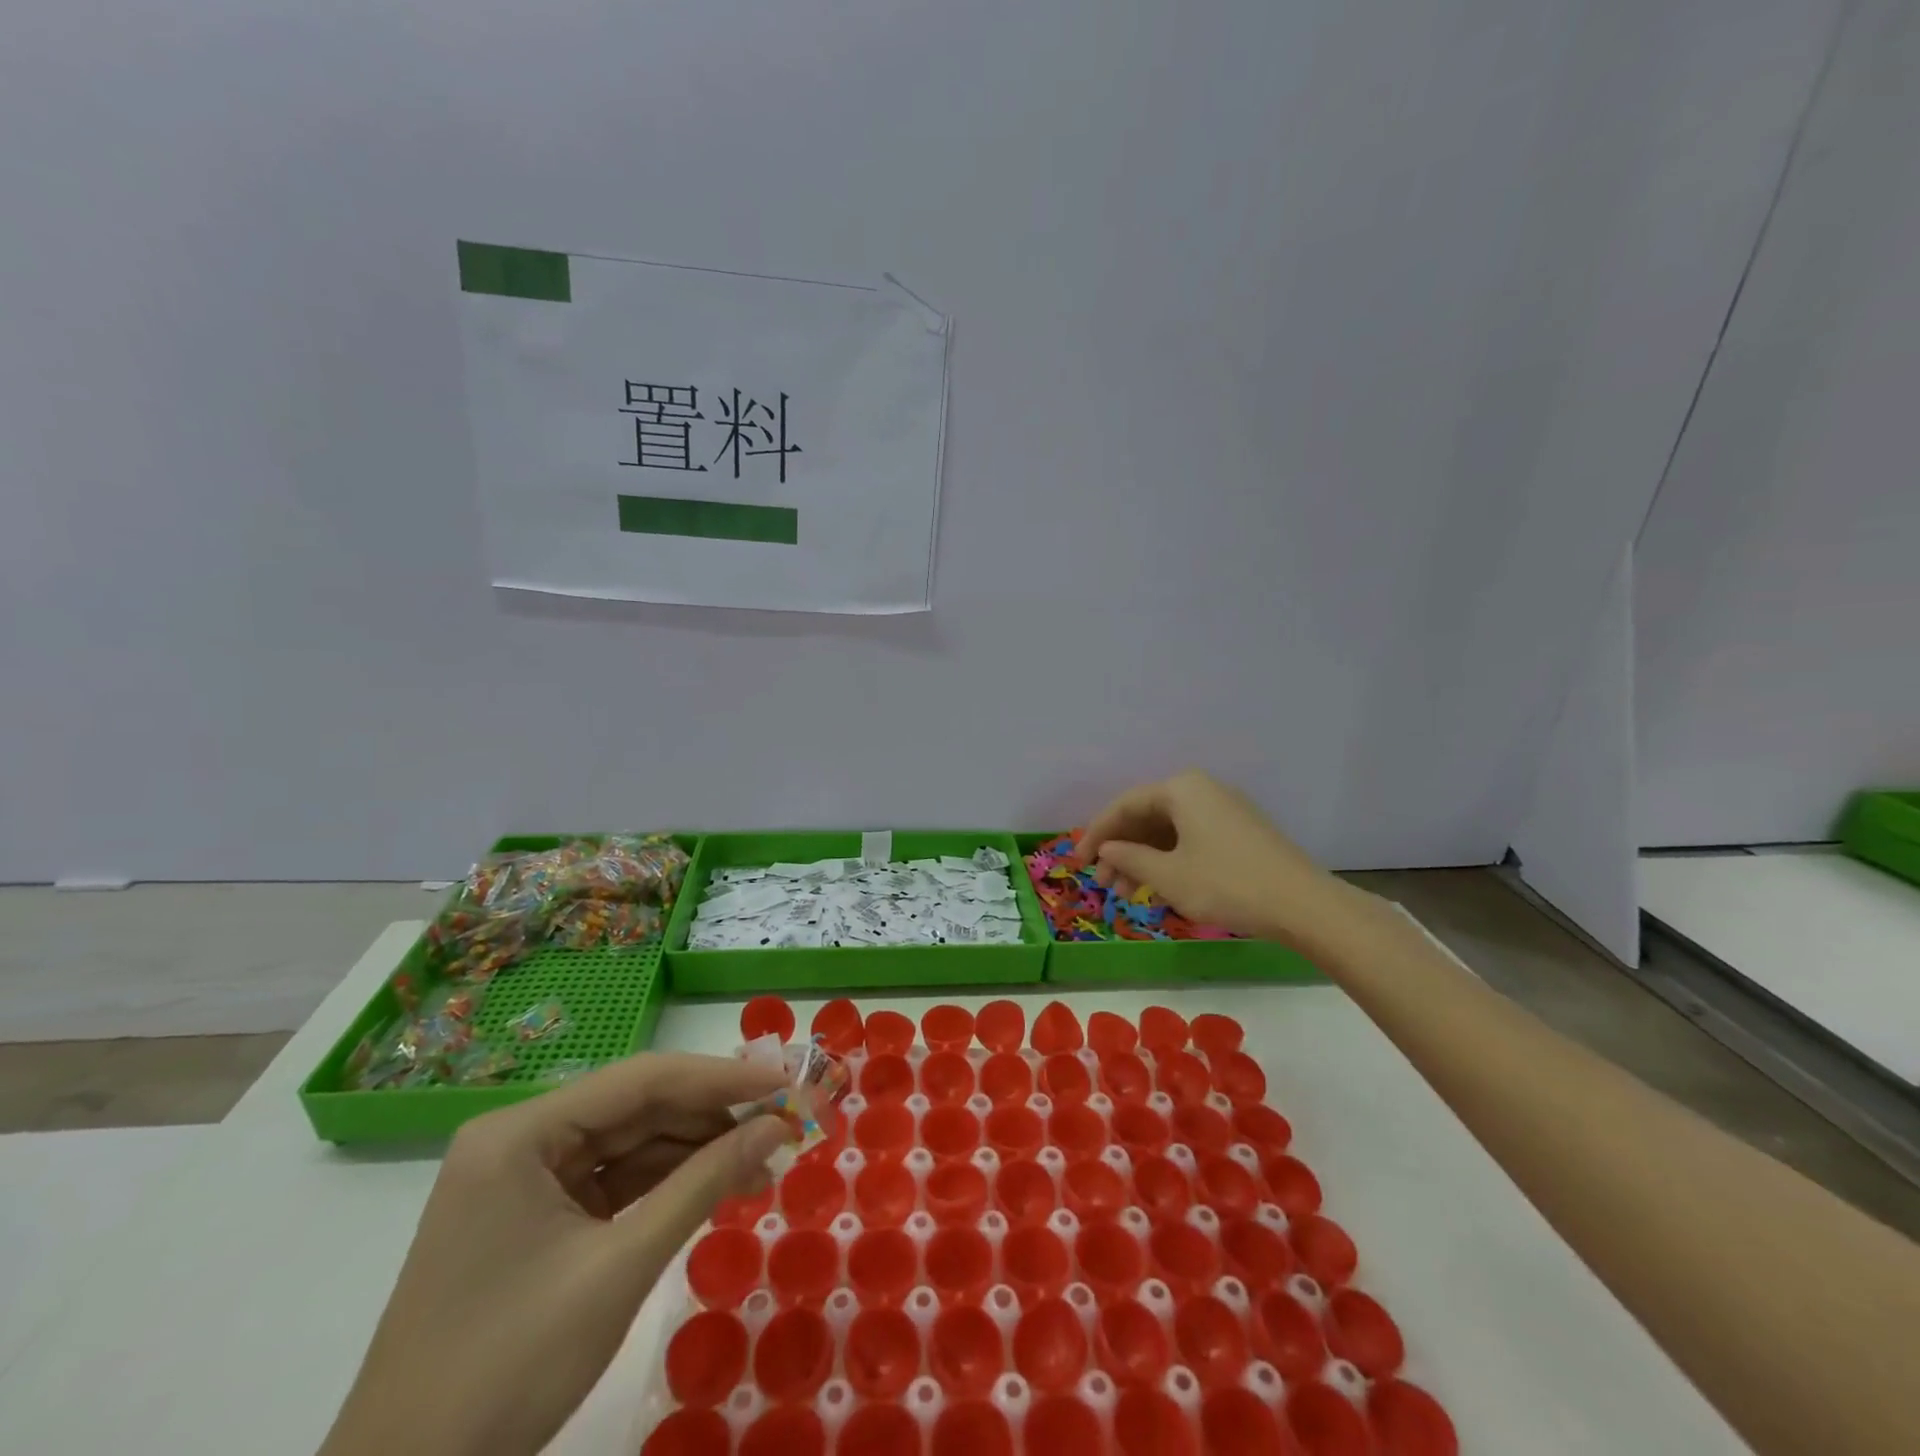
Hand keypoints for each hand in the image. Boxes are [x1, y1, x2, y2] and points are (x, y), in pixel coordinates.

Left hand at [319, 1054, 792, 1455]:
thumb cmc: (508, 1370)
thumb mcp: (620, 1269)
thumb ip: (703, 1183)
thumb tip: (777, 1126)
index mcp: (520, 1133)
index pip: (642, 1080)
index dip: (723, 1078)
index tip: (787, 1082)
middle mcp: (520, 1140)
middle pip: (637, 1106)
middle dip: (714, 1115)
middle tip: (785, 1120)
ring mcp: (523, 1179)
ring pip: (630, 1141)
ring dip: (696, 1149)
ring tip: (762, 1158)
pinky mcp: (533, 1217)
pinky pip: (614, 1179)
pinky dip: (666, 1182)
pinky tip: (716, 1183)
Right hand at [1077, 769, 1365, 946]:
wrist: (1304, 906)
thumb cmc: (1227, 885)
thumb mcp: (1169, 876)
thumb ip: (1130, 859)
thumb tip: (1106, 850)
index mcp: (1182, 789)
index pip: (1125, 805)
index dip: (1097, 833)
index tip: (1078, 861)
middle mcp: (1202, 790)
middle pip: (1147, 816)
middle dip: (1121, 849)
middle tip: (1103, 882)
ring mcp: (1224, 810)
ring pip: (1168, 830)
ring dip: (1143, 858)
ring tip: (1126, 892)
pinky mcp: (1239, 831)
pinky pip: (1190, 838)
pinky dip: (1169, 860)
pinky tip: (1158, 886)